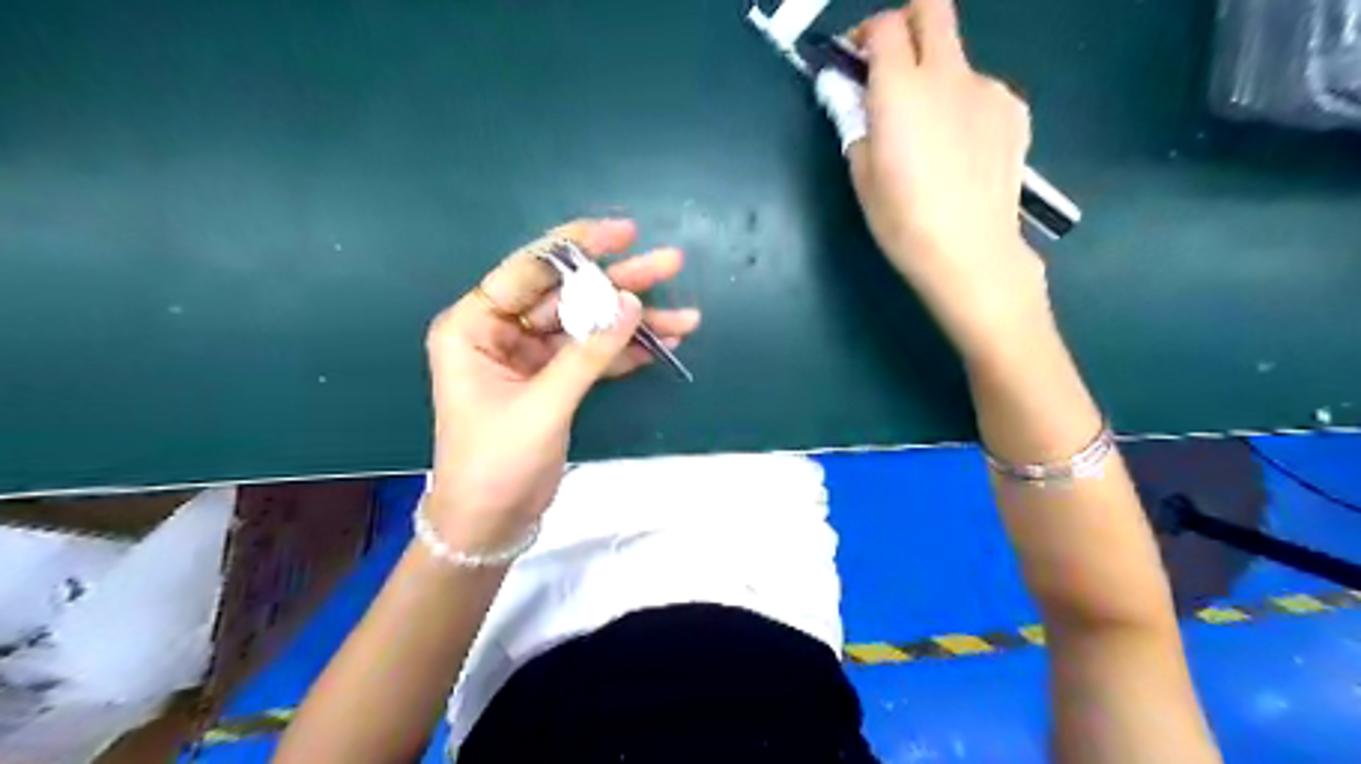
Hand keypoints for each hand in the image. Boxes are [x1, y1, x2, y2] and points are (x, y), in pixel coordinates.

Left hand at [423, 216, 700, 547]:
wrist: (490, 524)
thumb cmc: (496, 463)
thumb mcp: (543, 405)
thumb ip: (588, 353)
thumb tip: (632, 303)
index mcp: (474, 326)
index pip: (529, 271)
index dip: (578, 247)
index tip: (624, 232)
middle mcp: (500, 332)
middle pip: (567, 295)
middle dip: (620, 283)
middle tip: (669, 262)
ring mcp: (529, 358)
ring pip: (587, 326)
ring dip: (634, 322)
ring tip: (686, 314)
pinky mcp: (552, 381)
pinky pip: (593, 356)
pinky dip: (627, 352)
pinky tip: (665, 343)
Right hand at [847, 0, 1050, 358]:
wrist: (972, 253)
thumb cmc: (904, 222)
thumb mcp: (863, 176)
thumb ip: (857, 124)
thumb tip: (855, 98)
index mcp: (901, 90)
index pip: (885, 26)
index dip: (865, 36)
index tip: (855, 62)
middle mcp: (948, 73)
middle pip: (933, 8)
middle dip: (906, 23)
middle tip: (890, 64)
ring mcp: (988, 88)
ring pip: (957, 57)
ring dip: (936, 76)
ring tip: (930, 134)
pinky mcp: (1014, 109)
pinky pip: (981, 91)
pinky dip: (964, 105)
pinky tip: (961, 150)